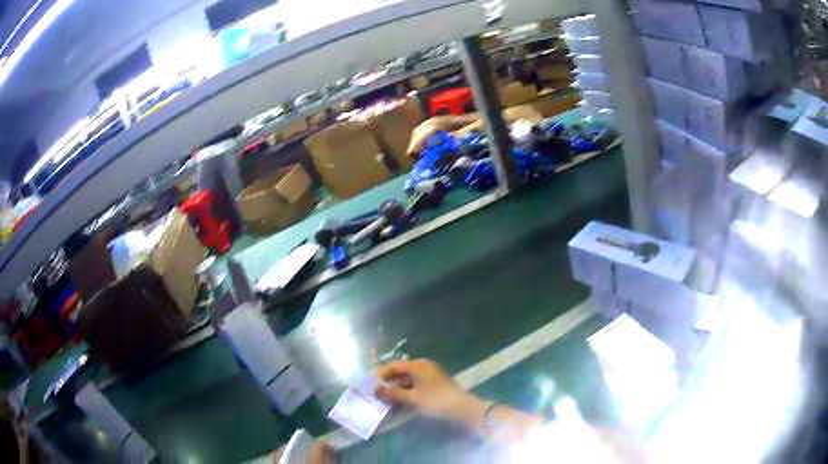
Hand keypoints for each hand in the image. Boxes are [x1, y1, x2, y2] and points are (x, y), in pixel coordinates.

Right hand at [374, 359, 486, 425]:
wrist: (462, 409)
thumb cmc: (436, 401)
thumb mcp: (412, 398)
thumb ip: (392, 393)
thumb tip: (374, 388)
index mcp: (418, 365)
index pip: (393, 366)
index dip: (380, 375)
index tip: (369, 384)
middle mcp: (423, 367)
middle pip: (400, 372)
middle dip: (387, 383)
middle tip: (375, 394)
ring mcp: (430, 375)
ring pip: (407, 380)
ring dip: (396, 389)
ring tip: (384, 400)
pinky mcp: (434, 384)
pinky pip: (415, 385)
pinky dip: (406, 392)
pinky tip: (399, 402)